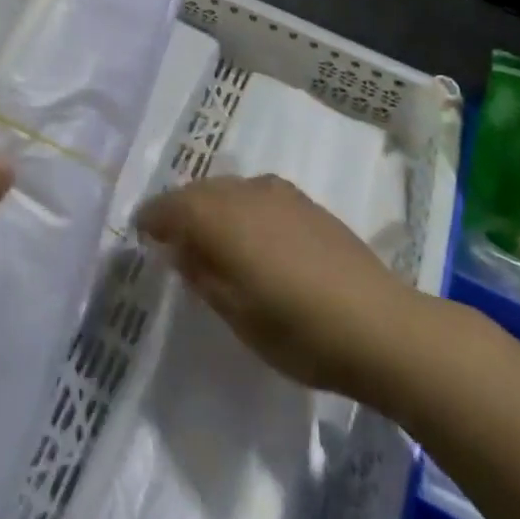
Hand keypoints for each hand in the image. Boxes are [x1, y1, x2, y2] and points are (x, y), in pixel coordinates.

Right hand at [136, 174, 408, 398]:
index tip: (141, 234)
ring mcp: (277, 192)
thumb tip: (180, 249)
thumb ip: (201, 274)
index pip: (169, 205)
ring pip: (229, 189)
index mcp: (218, 216)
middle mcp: (243, 191)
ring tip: (213, 238)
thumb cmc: (296, 328)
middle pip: (198, 191)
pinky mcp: (305, 201)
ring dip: (213, 207)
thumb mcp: (234, 313)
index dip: (151, 219)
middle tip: (173, 239)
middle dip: (181, 210)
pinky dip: (242, 208)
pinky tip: (254, 237)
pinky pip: (256, 195)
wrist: (378, 324)